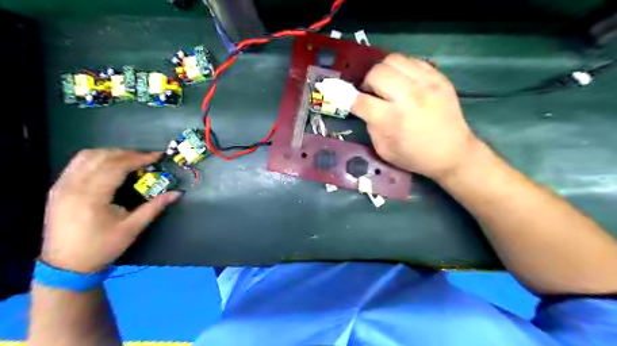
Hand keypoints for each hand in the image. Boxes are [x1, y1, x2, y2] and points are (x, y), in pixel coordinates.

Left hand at [40, 148, 178, 272]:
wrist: (66, 266)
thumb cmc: (102, 247)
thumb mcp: (132, 228)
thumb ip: (154, 207)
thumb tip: (177, 193)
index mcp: (91, 197)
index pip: (116, 167)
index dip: (138, 158)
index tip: (157, 156)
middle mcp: (72, 187)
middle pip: (101, 157)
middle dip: (127, 153)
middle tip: (147, 157)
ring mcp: (61, 186)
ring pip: (86, 156)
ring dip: (111, 153)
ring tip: (131, 159)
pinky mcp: (57, 189)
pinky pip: (77, 164)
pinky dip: (97, 159)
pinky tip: (110, 165)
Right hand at [349, 52, 479, 179]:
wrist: (453, 153)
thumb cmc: (415, 156)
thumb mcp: (383, 150)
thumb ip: (370, 125)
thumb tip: (363, 106)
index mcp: (392, 120)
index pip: (360, 100)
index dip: (345, 96)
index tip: (338, 93)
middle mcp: (408, 97)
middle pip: (376, 73)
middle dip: (367, 82)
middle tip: (372, 93)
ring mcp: (426, 84)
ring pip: (393, 59)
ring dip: (383, 72)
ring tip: (387, 85)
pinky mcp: (439, 77)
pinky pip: (412, 60)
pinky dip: (401, 69)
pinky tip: (404, 82)